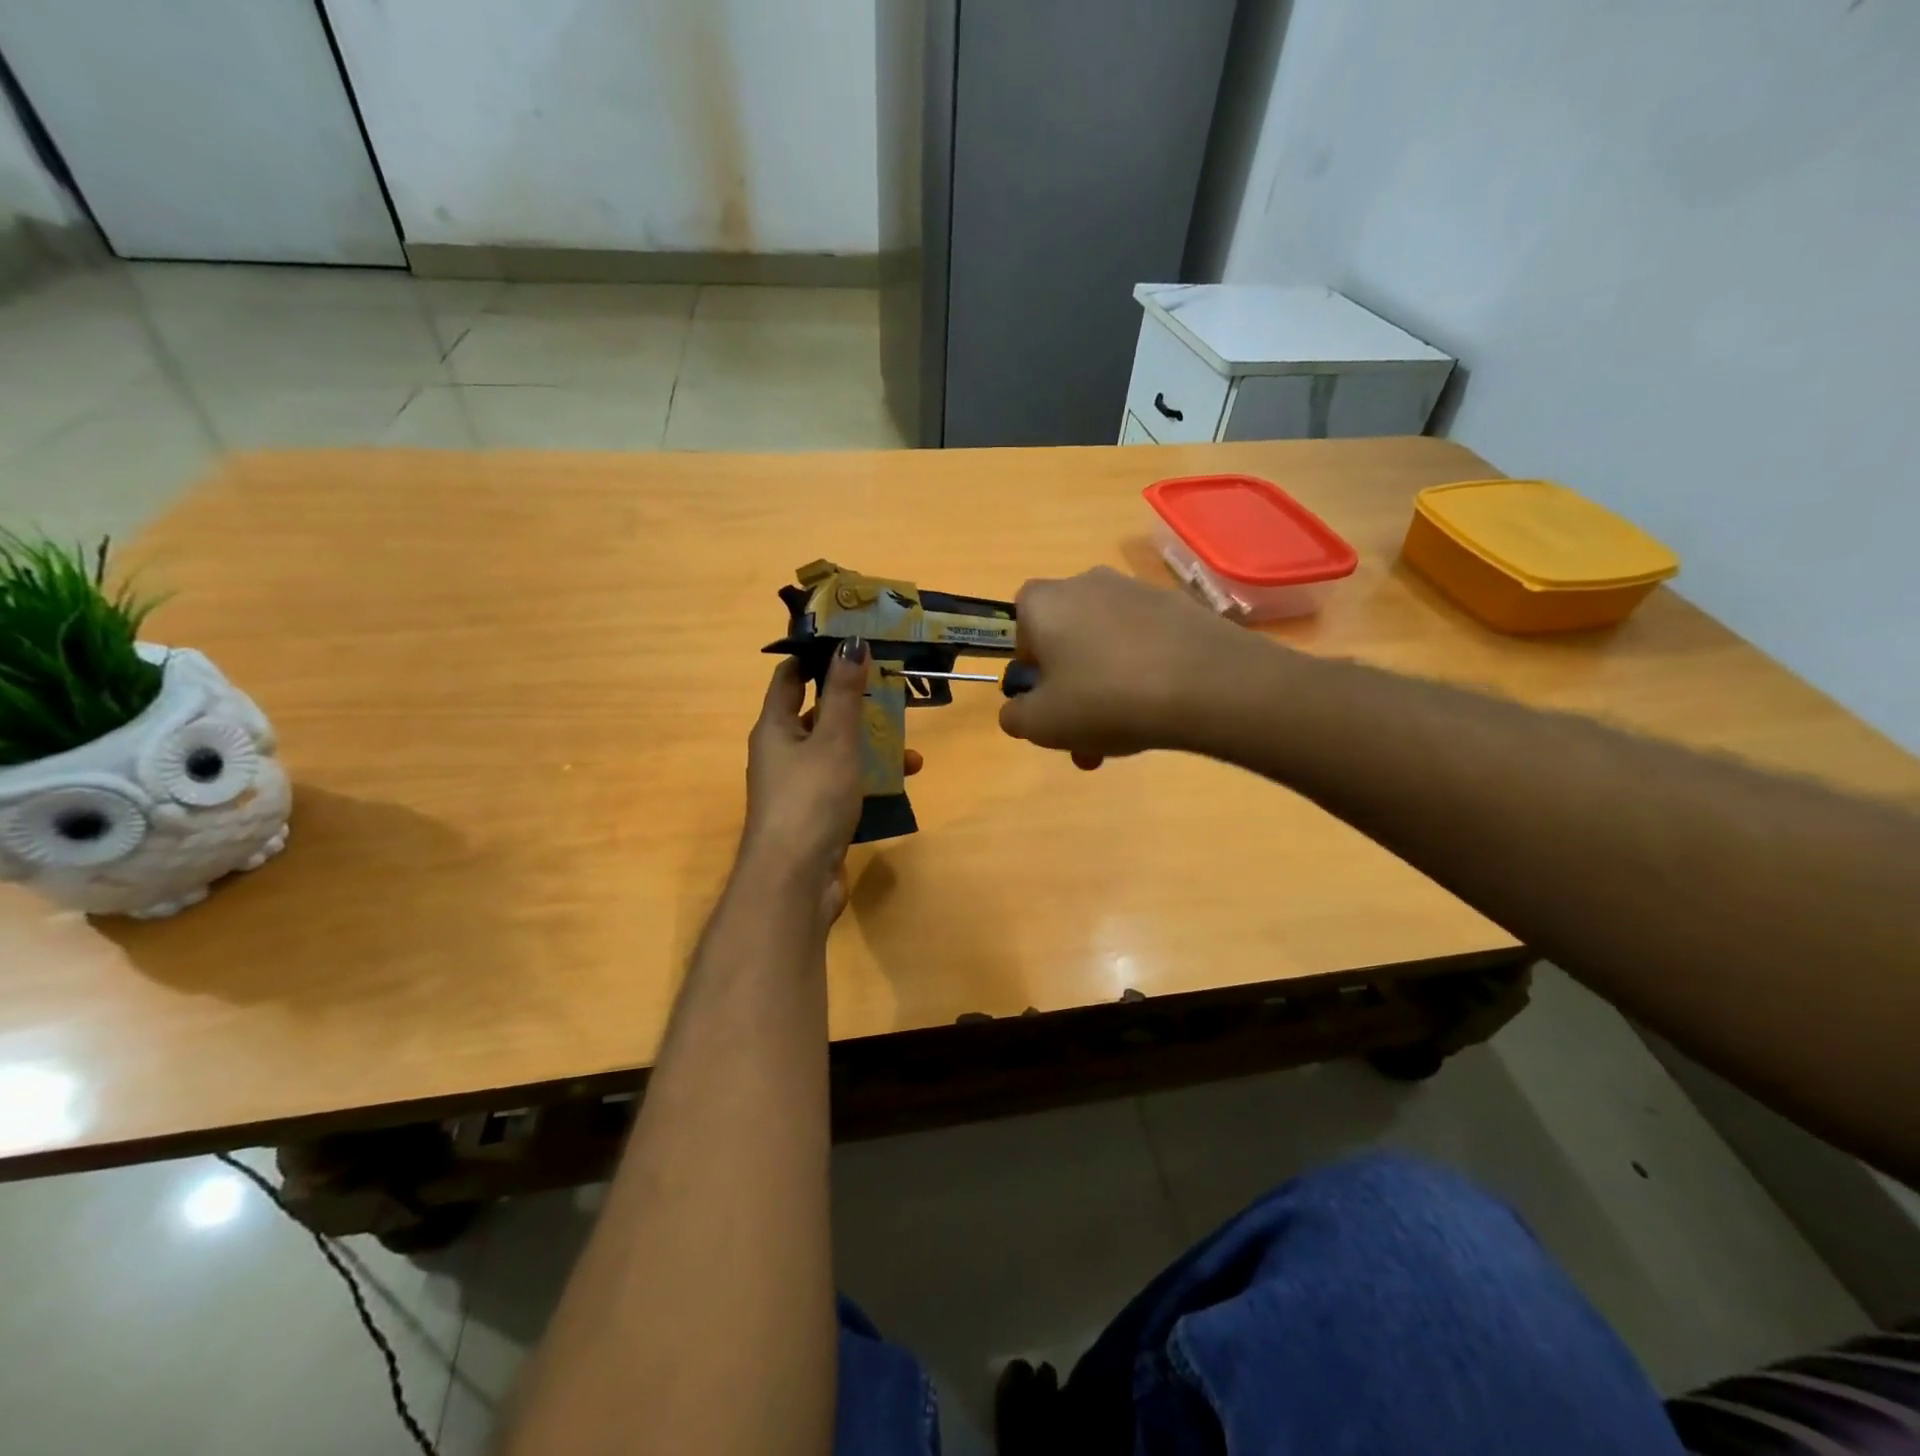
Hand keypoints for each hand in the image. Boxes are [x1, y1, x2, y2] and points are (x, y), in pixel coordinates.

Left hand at [741, 641, 921, 920]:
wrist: (794, 881)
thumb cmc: (810, 799)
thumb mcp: (833, 740)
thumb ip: (844, 694)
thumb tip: (851, 643)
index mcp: (774, 727)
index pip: (789, 677)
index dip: (816, 657)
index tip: (852, 642)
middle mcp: (781, 753)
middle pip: (818, 714)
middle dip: (855, 703)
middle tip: (893, 690)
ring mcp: (798, 786)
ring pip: (837, 751)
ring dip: (870, 744)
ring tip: (910, 745)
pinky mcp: (816, 814)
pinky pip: (845, 783)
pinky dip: (869, 778)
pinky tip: (902, 781)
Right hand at [998, 566, 1250, 768]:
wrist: (1208, 685)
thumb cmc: (1104, 700)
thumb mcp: (1041, 724)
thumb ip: (1015, 717)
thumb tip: (1018, 710)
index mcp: (1044, 602)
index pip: (1020, 624)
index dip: (1028, 666)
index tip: (1045, 701)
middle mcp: (1087, 583)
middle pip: (1066, 640)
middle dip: (1070, 691)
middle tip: (1085, 739)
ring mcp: (1138, 591)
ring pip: (1106, 647)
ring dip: (1105, 689)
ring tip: (1125, 737)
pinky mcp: (1179, 607)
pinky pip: (1144, 644)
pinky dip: (1143, 674)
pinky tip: (1158, 710)